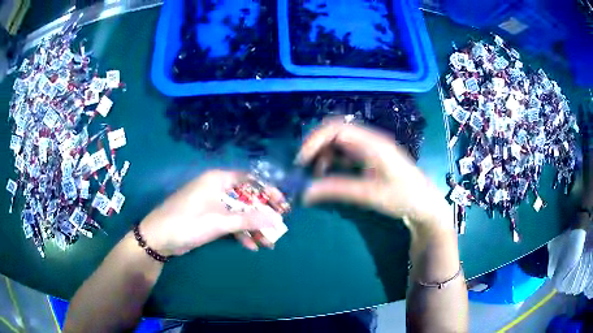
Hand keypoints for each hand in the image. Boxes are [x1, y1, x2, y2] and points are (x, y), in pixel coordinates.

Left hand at [139, 170, 286, 256]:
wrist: (159, 238)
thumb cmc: (188, 222)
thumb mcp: (220, 221)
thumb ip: (249, 219)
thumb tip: (276, 219)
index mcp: (218, 179)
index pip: (250, 179)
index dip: (268, 191)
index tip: (282, 205)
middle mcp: (216, 188)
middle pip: (246, 197)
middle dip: (262, 214)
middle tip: (278, 226)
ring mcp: (212, 204)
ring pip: (238, 212)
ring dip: (252, 227)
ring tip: (268, 242)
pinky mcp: (208, 217)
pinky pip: (229, 222)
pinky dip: (239, 233)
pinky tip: (250, 246)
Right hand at [296, 120, 448, 228]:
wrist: (425, 203)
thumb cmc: (404, 197)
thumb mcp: (370, 195)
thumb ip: (338, 190)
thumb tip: (305, 192)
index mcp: (372, 143)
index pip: (337, 128)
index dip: (315, 140)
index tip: (301, 161)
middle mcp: (369, 140)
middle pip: (335, 132)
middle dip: (316, 147)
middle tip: (304, 169)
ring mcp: (369, 147)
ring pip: (338, 142)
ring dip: (323, 155)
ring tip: (316, 176)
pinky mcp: (369, 156)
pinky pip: (344, 152)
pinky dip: (332, 161)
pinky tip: (329, 175)